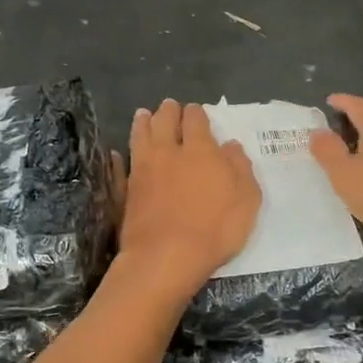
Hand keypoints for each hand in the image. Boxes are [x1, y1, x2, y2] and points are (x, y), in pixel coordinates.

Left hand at [117, 100, 261, 298]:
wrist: (166, 257)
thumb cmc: (215, 229)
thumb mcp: (247, 200)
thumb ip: (240, 169)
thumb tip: (231, 146)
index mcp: (200, 150)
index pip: (196, 120)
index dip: (196, 113)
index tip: (196, 111)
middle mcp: (168, 152)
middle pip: (164, 121)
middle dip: (168, 111)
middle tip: (169, 106)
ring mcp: (143, 170)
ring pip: (139, 136)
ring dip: (142, 123)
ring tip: (143, 115)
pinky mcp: (126, 190)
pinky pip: (120, 166)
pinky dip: (118, 157)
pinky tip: (116, 153)